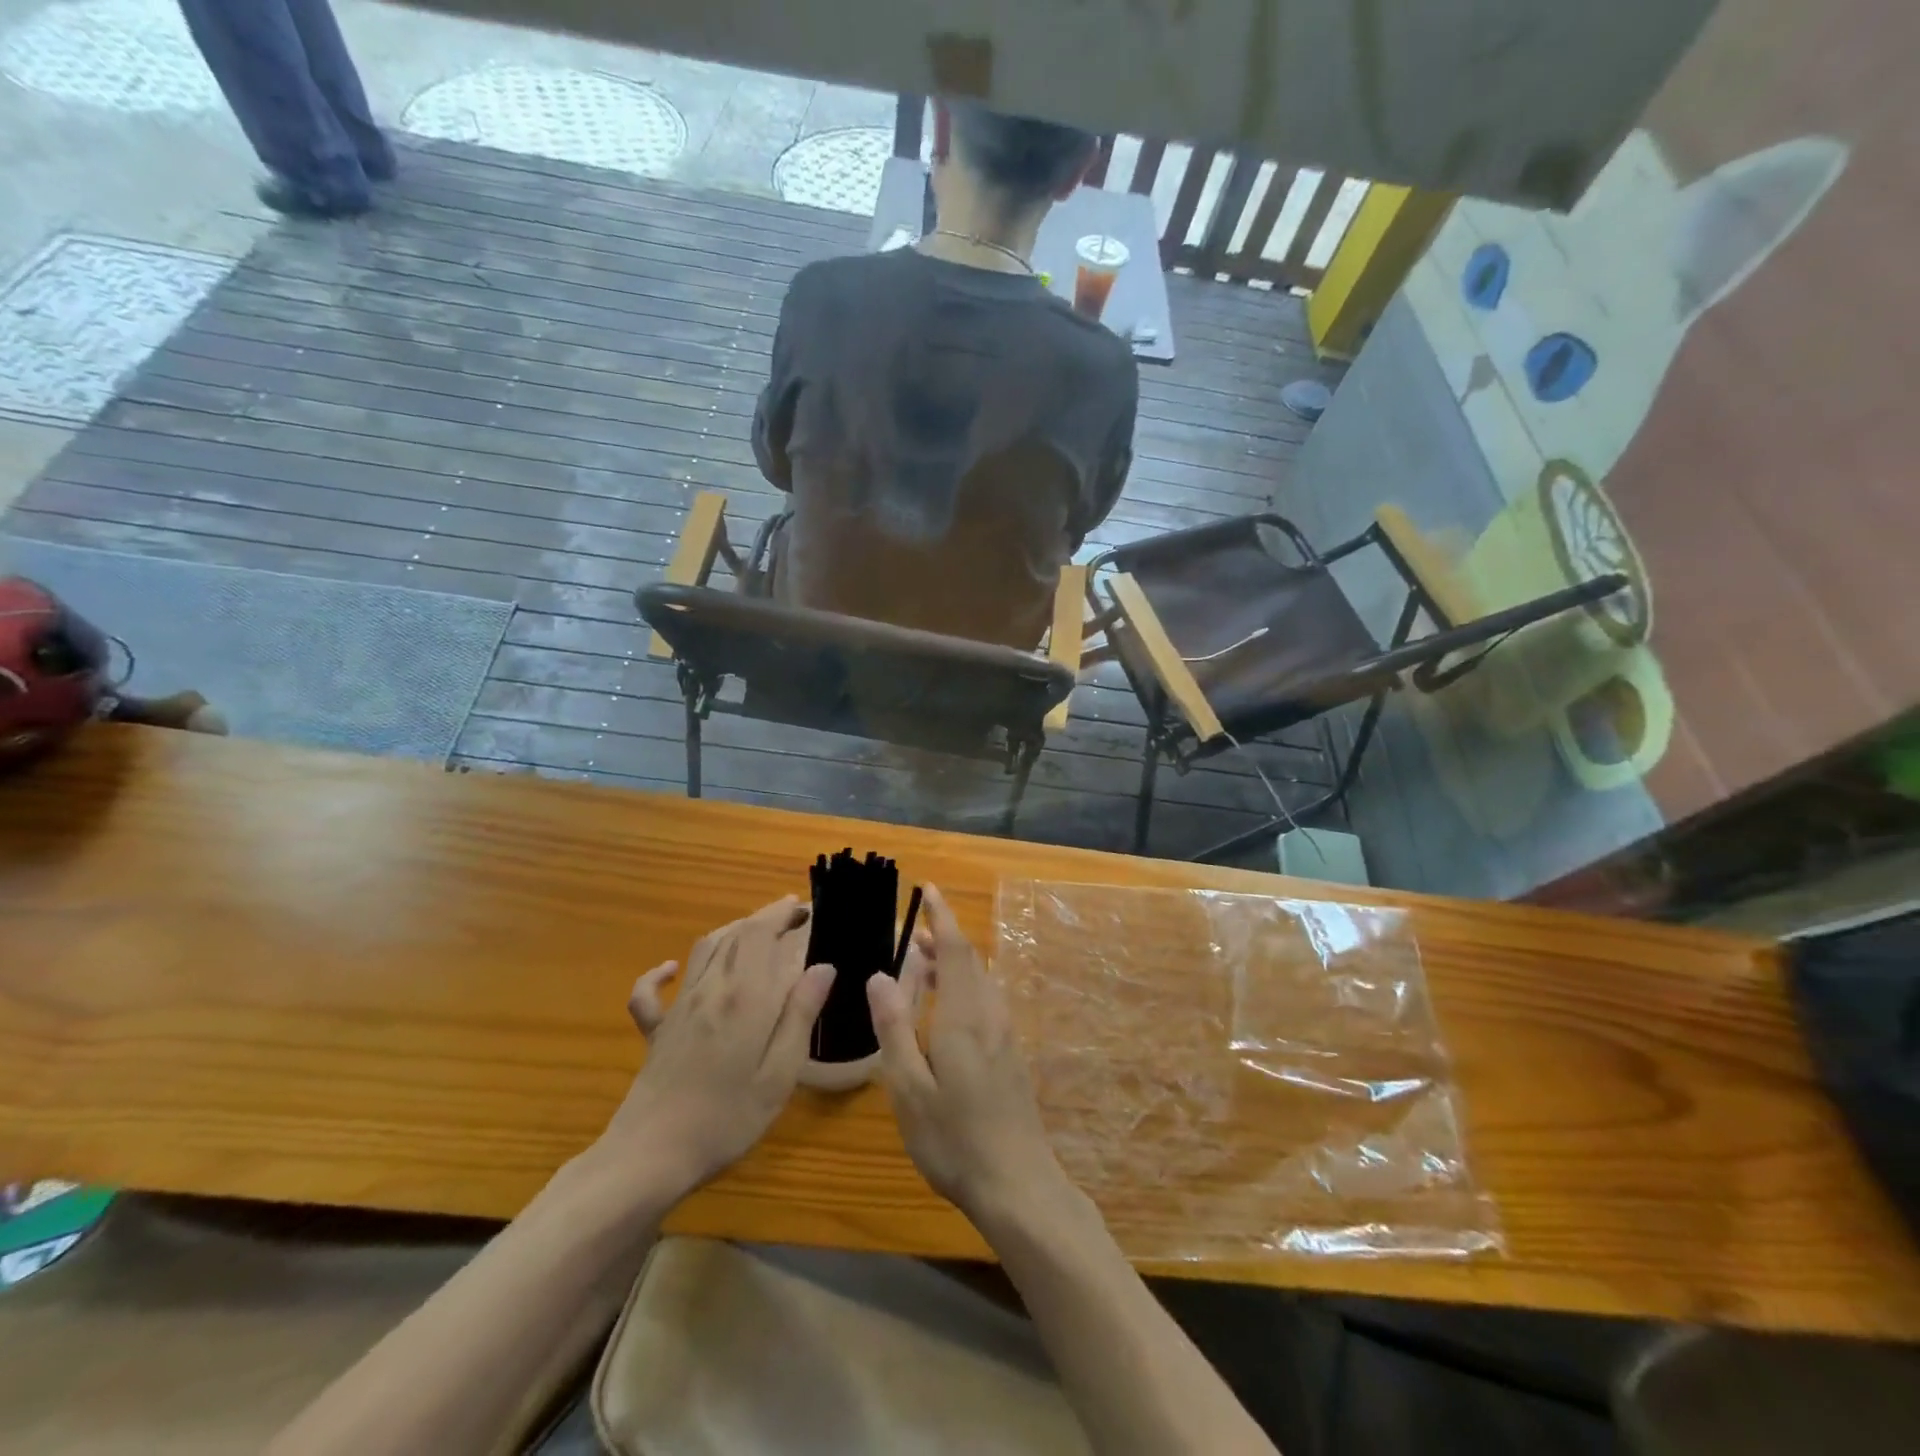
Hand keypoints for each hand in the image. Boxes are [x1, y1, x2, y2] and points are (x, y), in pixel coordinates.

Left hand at [591, 896, 833, 1203]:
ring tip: (758, 929)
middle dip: (768, 916)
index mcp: (746, 996)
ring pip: (705, 949)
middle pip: (739, 934)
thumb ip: (800, 1015)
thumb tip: (823, 966)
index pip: (766, 935)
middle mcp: (712, 988)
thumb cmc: (727, 1118)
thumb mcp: (779, 1073)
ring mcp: (680, 1007)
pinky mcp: (657, 1030)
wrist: (650, 1156)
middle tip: (796, 914)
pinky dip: (661, 972)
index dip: (787, 915)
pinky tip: (671, 969)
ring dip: (733, 930)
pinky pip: (652, 991)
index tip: (810, 911)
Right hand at [867, 884, 1068, 1220]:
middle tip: (912, 933)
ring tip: (922, 965)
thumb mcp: (908, 1088)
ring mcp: (1005, 1034)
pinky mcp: (1010, 1053)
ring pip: (980, 981)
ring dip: (954, 963)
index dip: (943, 916)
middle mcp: (990, 1014)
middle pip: (970, 960)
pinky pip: (986, 1000)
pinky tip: (945, 1009)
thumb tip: (880, 976)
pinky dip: (963, 986)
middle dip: (944, 938)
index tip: (929, 888)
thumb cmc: (954, 1138)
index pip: (957, 949)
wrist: (1018, 1183)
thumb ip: (894, 1028)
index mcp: (964, 1016)